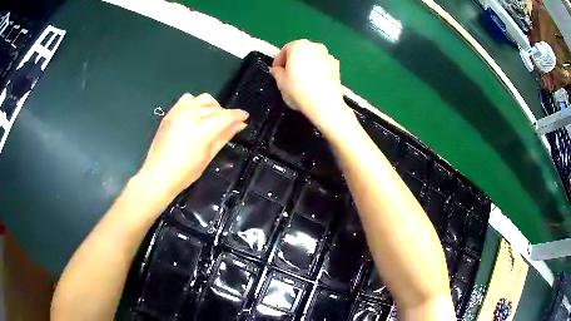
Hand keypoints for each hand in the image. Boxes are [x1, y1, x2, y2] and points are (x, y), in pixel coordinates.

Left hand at [137, 93, 248, 197]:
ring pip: (202, 99)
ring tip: (210, 118)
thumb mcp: (208, 156)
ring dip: (211, 106)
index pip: (225, 116)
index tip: (245, 116)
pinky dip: (195, 103)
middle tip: (226, 125)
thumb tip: (240, 125)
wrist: (158, 175)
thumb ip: (224, 137)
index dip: (238, 115)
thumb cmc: (185, 173)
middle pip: (214, 106)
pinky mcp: (170, 113)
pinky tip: (195, 114)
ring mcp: (178, 113)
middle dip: (224, 113)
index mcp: (201, 132)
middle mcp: (190, 117)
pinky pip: (187, 99)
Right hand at [270, 39, 353, 132]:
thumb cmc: (299, 90)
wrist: (325, 105)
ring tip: (302, 80)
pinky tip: (314, 83)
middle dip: (293, 61)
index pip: (285, 50)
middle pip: (300, 52)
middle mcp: (315, 46)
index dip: (278, 61)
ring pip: (313, 58)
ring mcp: (328, 55)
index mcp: (299, 45)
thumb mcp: (281, 82)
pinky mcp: (337, 67)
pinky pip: (322, 65)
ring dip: (306, 65)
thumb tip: (277, 70)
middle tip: (288, 76)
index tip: (276, 72)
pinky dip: (317, 71)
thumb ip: (277, 72)